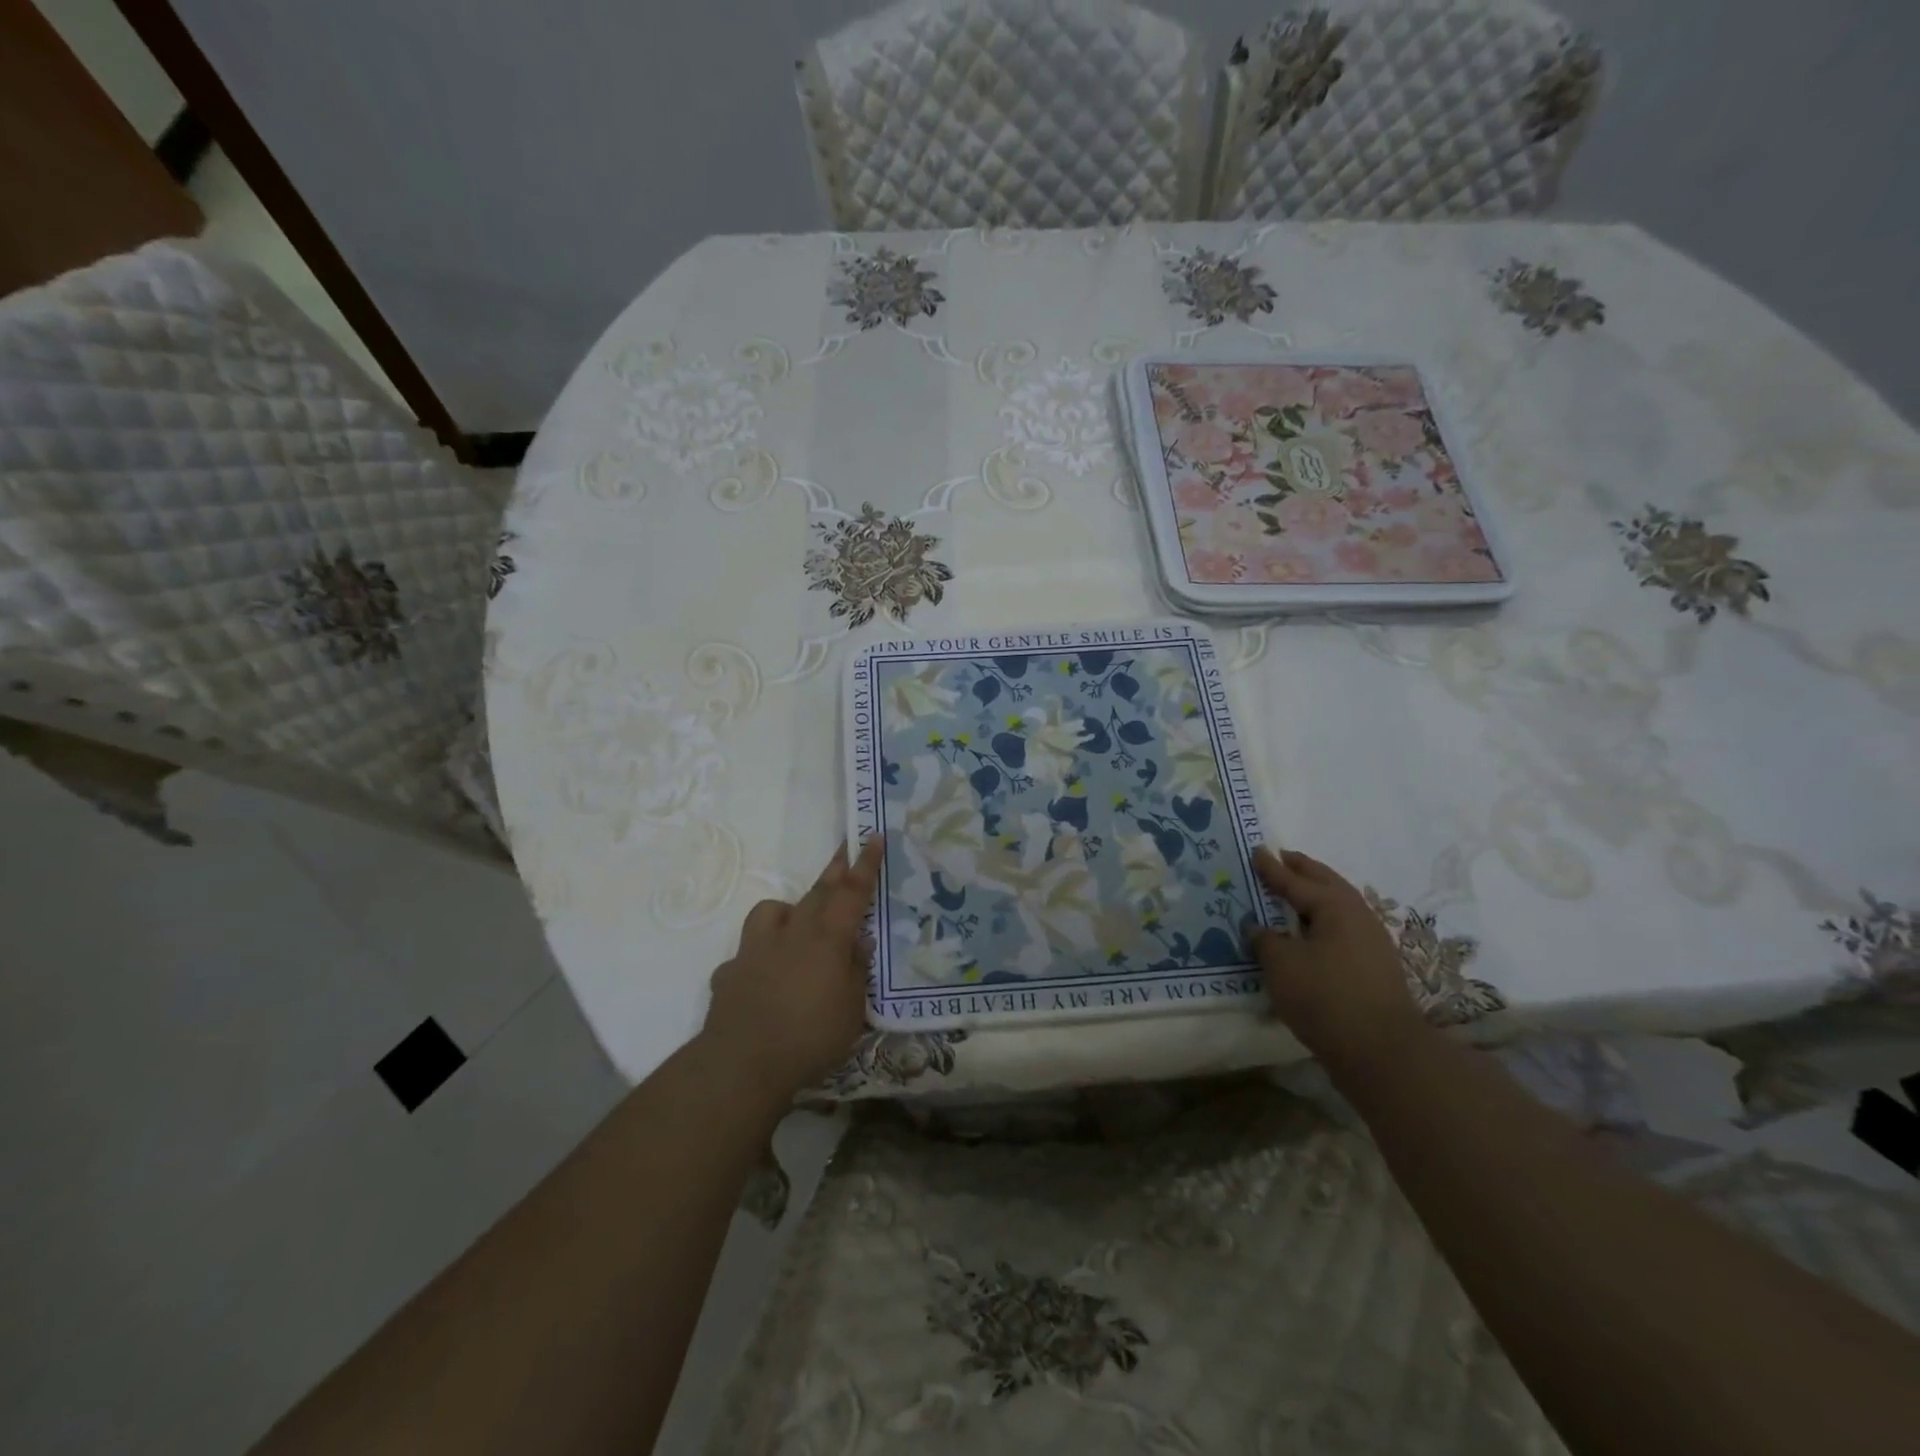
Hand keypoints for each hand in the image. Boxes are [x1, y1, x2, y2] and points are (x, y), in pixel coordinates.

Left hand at [700, 838, 882, 1100]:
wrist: (742, 1062)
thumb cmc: (811, 1036)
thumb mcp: (853, 1009)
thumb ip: (856, 971)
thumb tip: (860, 943)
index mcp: (827, 938)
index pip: (852, 892)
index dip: (865, 864)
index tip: (872, 836)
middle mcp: (791, 933)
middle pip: (817, 893)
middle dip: (834, 871)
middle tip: (844, 852)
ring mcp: (755, 949)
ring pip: (772, 911)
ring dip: (788, 910)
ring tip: (796, 925)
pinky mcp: (730, 971)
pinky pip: (747, 953)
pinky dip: (759, 958)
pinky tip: (763, 977)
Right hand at [1249, 846, 1424, 1060]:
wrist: (1382, 1052)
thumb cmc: (1325, 997)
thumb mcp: (1281, 965)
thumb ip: (1265, 940)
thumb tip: (1258, 927)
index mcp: (1335, 907)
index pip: (1296, 881)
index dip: (1273, 868)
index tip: (1257, 850)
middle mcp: (1358, 916)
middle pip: (1327, 884)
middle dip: (1303, 870)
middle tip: (1283, 857)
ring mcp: (1371, 942)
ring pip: (1339, 906)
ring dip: (1317, 894)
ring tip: (1295, 891)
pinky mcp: (1375, 967)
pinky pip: (1343, 928)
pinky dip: (1324, 919)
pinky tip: (1312, 931)